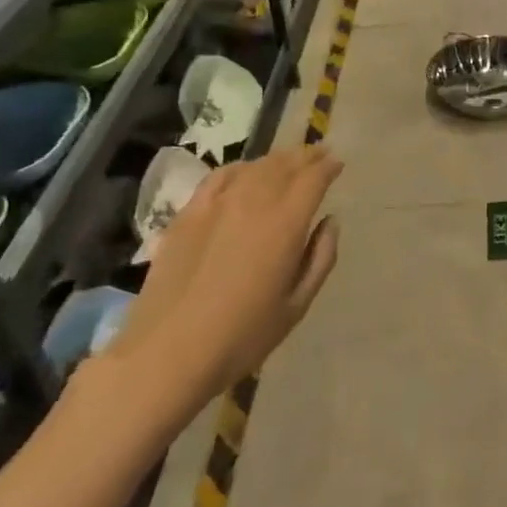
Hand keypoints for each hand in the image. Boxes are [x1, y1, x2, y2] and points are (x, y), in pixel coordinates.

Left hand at [102, 146, 341, 416]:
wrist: (167, 354)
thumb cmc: (243, 336)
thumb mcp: (297, 304)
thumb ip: (320, 257)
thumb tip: (330, 222)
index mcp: (286, 224)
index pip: (313, 179)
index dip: (328, 166)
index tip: (338, 163)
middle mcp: (253, 203)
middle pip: (284, 165)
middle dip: (306, 156)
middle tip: (320, 153)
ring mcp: (215, 206)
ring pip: (253, 167)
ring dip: (276, 159)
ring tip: (288, 160)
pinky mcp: (186, 216)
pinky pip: (218, 178)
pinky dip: (239, 168)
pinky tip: (244, 172)